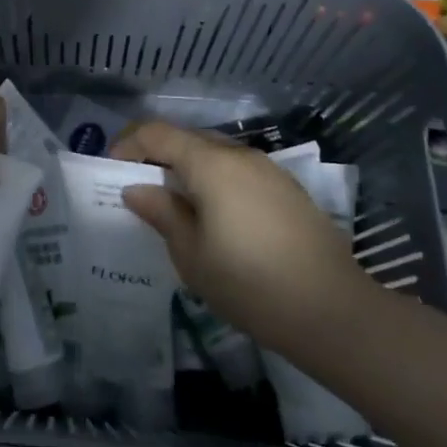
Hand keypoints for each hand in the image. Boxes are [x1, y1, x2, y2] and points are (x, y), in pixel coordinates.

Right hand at [111, 121, 379, 349]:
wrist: (334, 313)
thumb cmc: (250, 283)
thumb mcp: (191, 255)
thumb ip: (162, 213)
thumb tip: (136, 189)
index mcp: (211, 164)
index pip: (156, 133)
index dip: (127, 144)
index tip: (111, 171)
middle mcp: (240, 155)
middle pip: (187, 138)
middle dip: (157, 156)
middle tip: (139, 189)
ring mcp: (269, 170)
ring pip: (215, 154)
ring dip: (188, 169)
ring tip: (176, 205)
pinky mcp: (288, 190)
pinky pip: (239, 171)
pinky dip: (216, 181)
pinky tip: (216, 217)